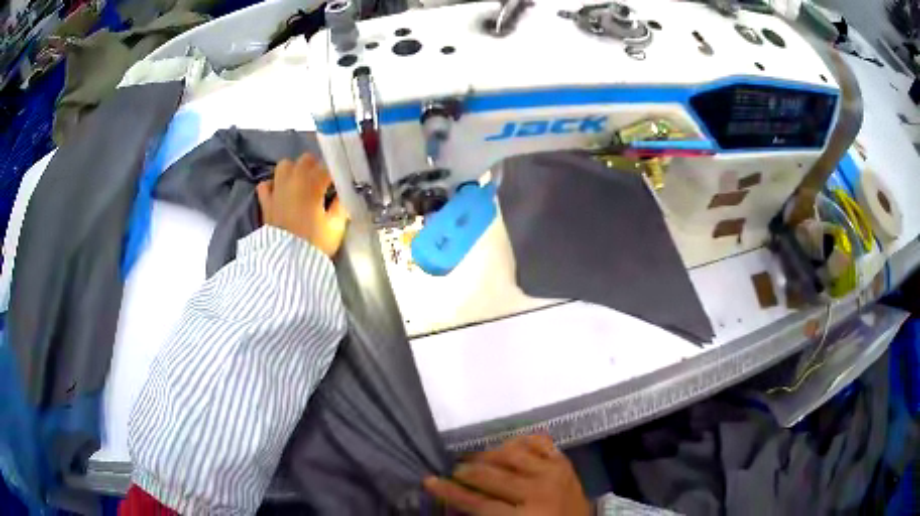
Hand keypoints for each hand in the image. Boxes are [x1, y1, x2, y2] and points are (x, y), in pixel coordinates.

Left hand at [257, 153, 347, 256]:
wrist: (287, 263)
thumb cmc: (314, 244)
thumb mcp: (336, 226)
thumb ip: (342, 205)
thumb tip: (345, 193)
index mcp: (312, 184)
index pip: (328, 168)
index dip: (336, 175)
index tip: (341, 185)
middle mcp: (293, 180)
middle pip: (306, 160)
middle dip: (316, 167)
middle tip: (323, 183)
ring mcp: (277, 189)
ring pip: (284, 165)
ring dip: (294, 170)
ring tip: (301, 184)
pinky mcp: (266, 202)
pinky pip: (265, 184)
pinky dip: (273, 185)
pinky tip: (280, 193)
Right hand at [424, 435, 590, 515]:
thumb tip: (454, 501)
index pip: (477, 502)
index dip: (449, 492)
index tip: (429, 481)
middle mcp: (538, 491)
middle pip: (490, 476)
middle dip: (465, 472)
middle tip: (452, 471)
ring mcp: (554, 473)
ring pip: (510, 454)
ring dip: (487, 455)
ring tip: (475, 460)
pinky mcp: (564, 463)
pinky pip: (539, 442)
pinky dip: (520, 441)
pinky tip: (508, 447)